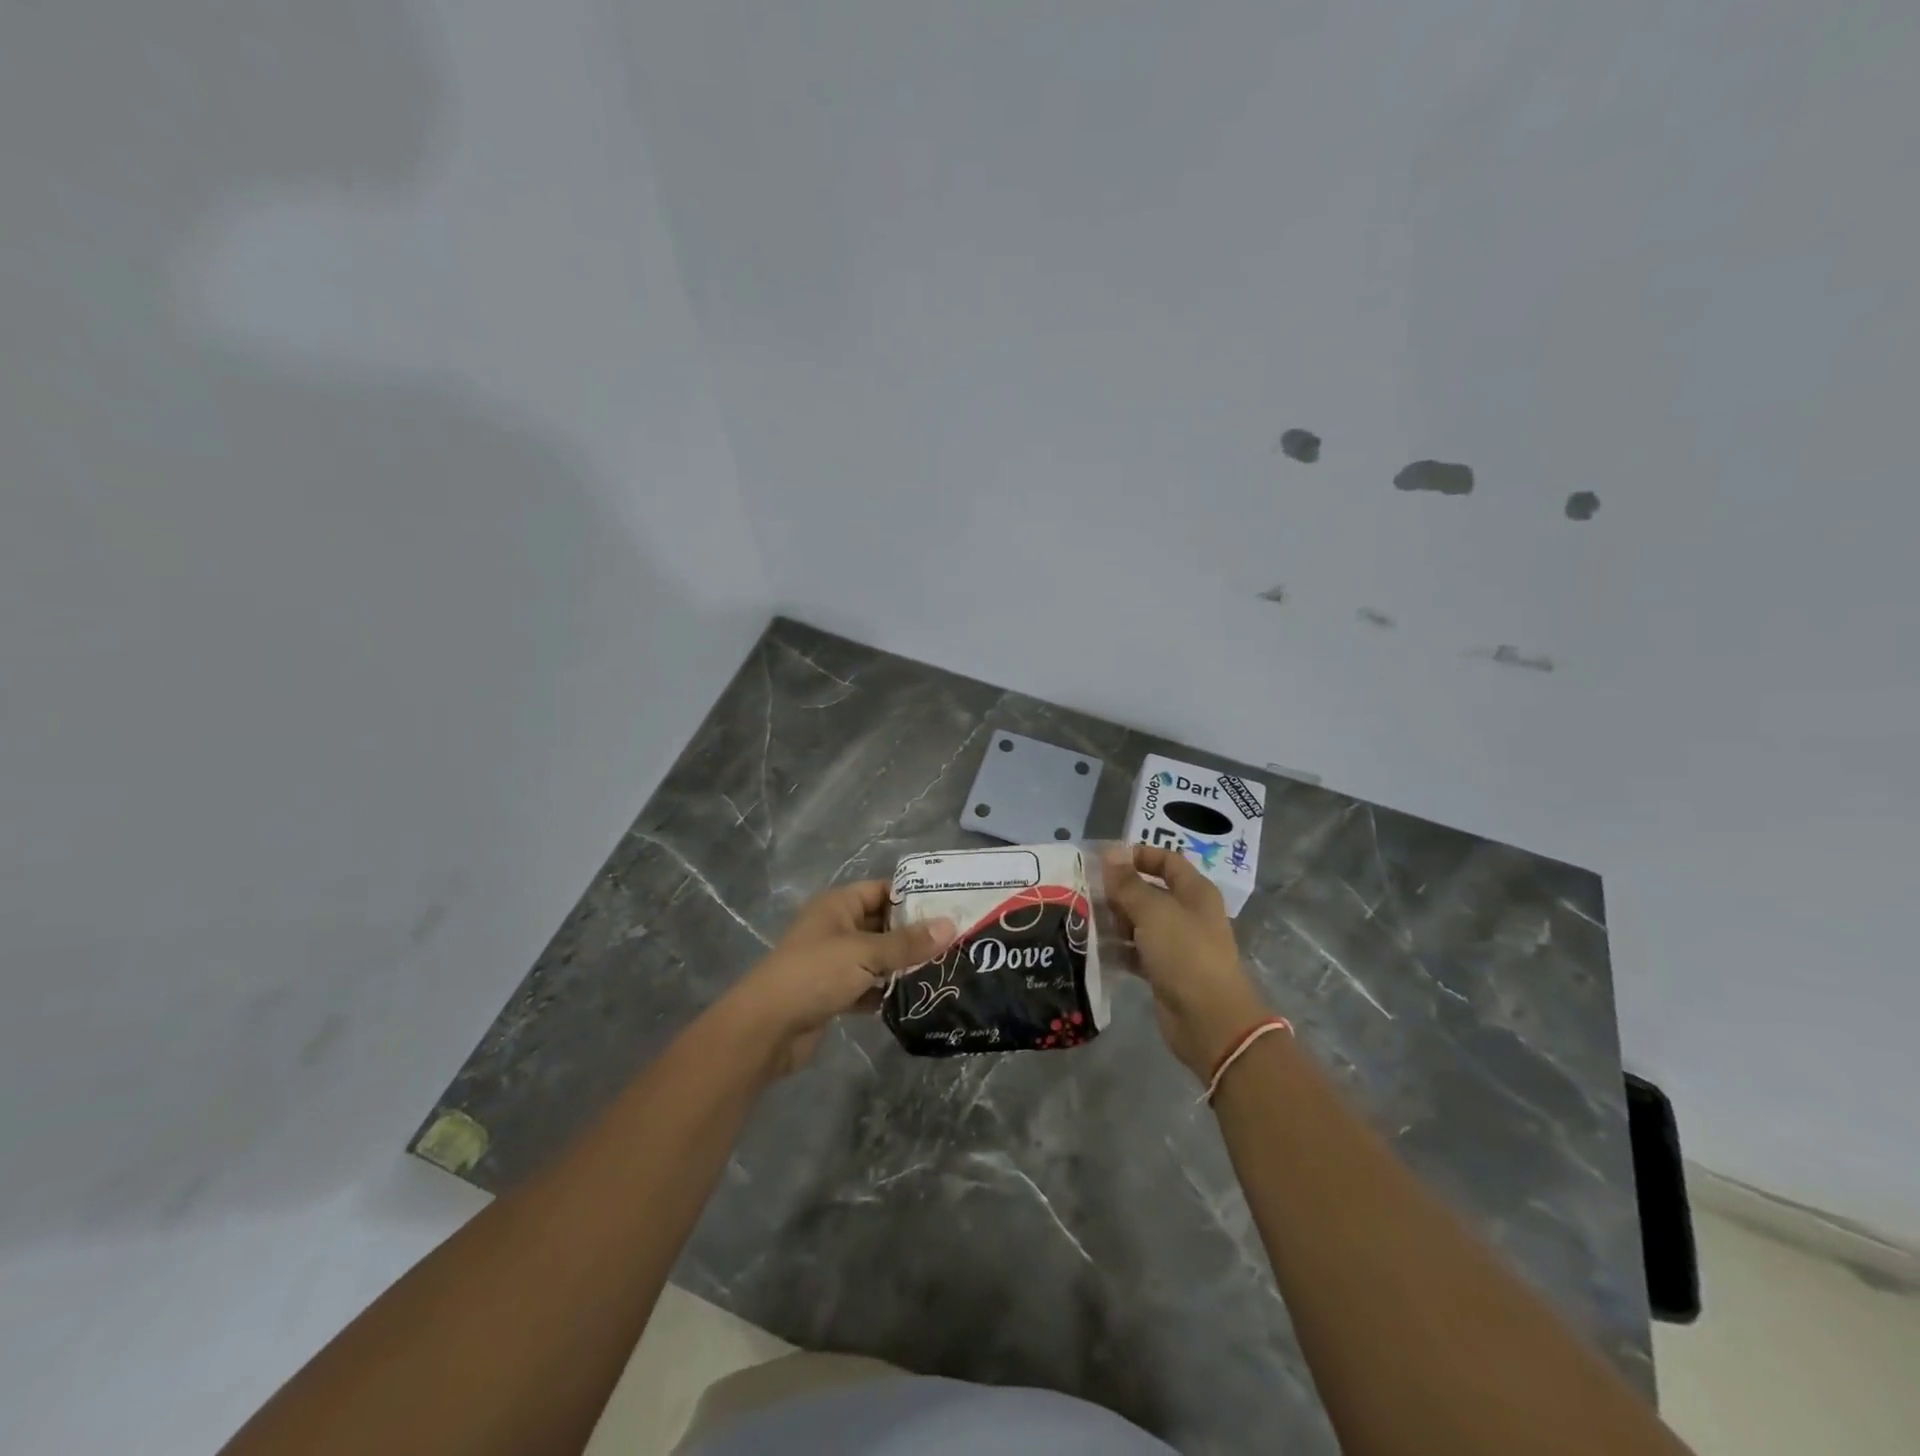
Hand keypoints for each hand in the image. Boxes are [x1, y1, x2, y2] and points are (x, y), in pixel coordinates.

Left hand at [715, 881, 954, 1079]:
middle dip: (914, 934)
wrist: (767, 1028)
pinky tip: (916, 998)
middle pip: (882, 924)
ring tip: (945, 969)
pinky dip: (886, 991)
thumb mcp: (865, 953)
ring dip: (903, 965)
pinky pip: (868, 986)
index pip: (882, 890)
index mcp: (838, 905)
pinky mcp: (833, 993)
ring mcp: (833, 962)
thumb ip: (908, 943)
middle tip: (955, 941)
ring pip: (876, 957)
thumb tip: (950, 925)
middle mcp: (836, 928)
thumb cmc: (815, 974)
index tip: (950, 907)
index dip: (913, 897)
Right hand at [1104, 845, 1272, 1079]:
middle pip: (1150, 891)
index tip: (1105, 860)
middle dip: (1120, 890)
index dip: (1139, 855)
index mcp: (1194, 892)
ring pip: (1140, 922)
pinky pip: (1136, 951)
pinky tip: (1093, 947)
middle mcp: (1187, 914)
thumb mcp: (1153, 912)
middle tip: (1086, 891)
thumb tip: (1111, 852)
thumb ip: (1128, 883)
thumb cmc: (1185, 954)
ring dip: (1115, 920)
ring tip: (1084, 918)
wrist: (1210, 1021)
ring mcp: (1177, 944)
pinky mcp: (1164, 971)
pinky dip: (1118, 948)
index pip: (1167, 861)